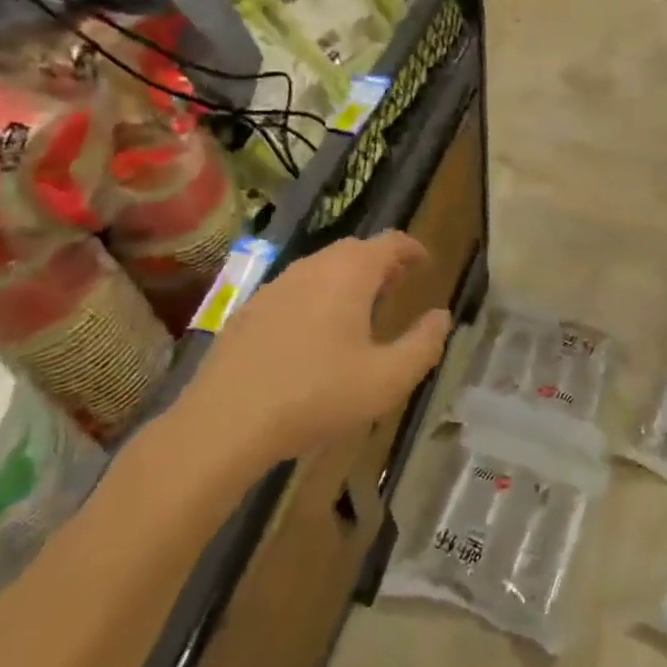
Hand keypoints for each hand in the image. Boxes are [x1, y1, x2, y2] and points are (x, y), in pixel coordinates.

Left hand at [177, 232, 451, 467]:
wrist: (224, 423)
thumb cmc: (317, 396)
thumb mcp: (387, 380)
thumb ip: (423, 345)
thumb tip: (441, 317)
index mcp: (350, 273)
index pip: (389, 242)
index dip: (411, 248)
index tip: (425, 261)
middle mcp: (313, 267)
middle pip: (354, 250)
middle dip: (381, 263)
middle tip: (398, 285)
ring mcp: (276, 286)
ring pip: (322, 268)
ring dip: (347, 279)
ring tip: (362, 309)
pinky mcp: (249, 310)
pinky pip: (295, 289)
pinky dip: (317, 296)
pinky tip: (316, 333)